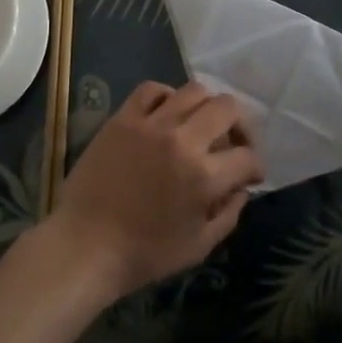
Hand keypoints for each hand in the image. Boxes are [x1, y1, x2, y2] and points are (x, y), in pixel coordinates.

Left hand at [44, 80, 263, 301]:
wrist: (86, 245)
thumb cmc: (144, 254)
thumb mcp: (198, 246)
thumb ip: (228, 214)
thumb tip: (241, 187)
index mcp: (204, 176)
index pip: (247, 156)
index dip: (255, 166)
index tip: (251, 174)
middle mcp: (183, 140)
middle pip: (227, 108)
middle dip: (240, 125)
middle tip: (234, 142)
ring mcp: (151, 123)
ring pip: (194, 90)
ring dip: (206, 106)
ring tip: (201, 123)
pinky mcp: (124, 117)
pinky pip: (151, 89)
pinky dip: (166, 95)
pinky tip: (167, 112)